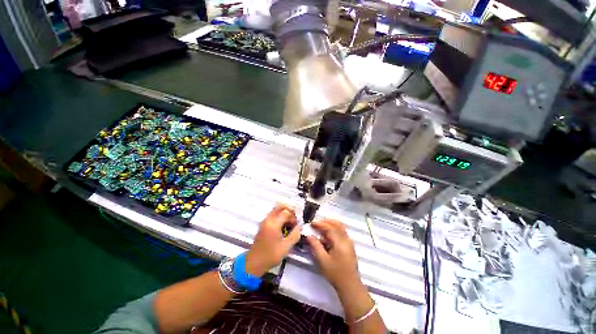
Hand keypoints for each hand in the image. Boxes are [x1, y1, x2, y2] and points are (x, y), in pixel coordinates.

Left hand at [245, 204, 301, 276]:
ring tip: (290, 223)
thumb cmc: (271, 255)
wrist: (254, 263)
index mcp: (273, 223)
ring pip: (276, 210)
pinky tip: (284, 226)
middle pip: (279, 207)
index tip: (296, 225)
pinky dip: (280, 216)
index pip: (286, 213)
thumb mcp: (286, 247)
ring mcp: (264, 221)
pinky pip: (273, 215)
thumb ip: (295, 234)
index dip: (293, 217)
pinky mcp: (263, 225)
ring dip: (284, 213)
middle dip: (289, 210)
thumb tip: (299, 226)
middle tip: (294, 218)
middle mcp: (268, 219)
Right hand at [306, 219, 360, 290]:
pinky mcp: (349, 245)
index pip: (329, 227)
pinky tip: (326, 236)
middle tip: (316, 224)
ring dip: (329, 225)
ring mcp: (348, 241)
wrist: (350, 285)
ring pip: (339, 227)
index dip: (320, 224)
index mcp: (340, 242)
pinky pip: (341, 232)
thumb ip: (315, 246)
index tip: (311, 223)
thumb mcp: (323, 260)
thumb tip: (309, 236)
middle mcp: (346, 239)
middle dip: (326, 221)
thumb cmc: (335, 273)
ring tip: (319, 229)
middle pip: (337, 224)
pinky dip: (333, 230)